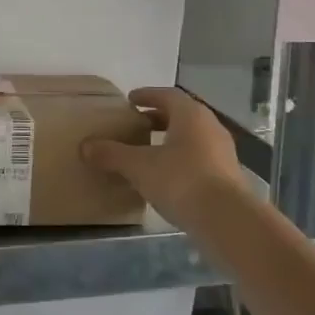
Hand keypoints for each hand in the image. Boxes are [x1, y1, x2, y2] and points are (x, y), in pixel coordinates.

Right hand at [81, 87, 245, 226]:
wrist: (227, 220)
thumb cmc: (181, 180)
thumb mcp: (139, 167)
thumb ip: (112, 155)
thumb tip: (85, 146)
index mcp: (190, 115)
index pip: (167, 95)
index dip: (147, 95)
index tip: (131, 100)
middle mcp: (210, 127)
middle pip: (182, 115)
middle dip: (159, 117)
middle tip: (138, 124)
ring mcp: (223, 152)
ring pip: (193, 137)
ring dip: (171, 139)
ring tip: (149, 151)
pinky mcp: (228, 176)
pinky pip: (200, 158)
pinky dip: (182, 159)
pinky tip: (167, 176)